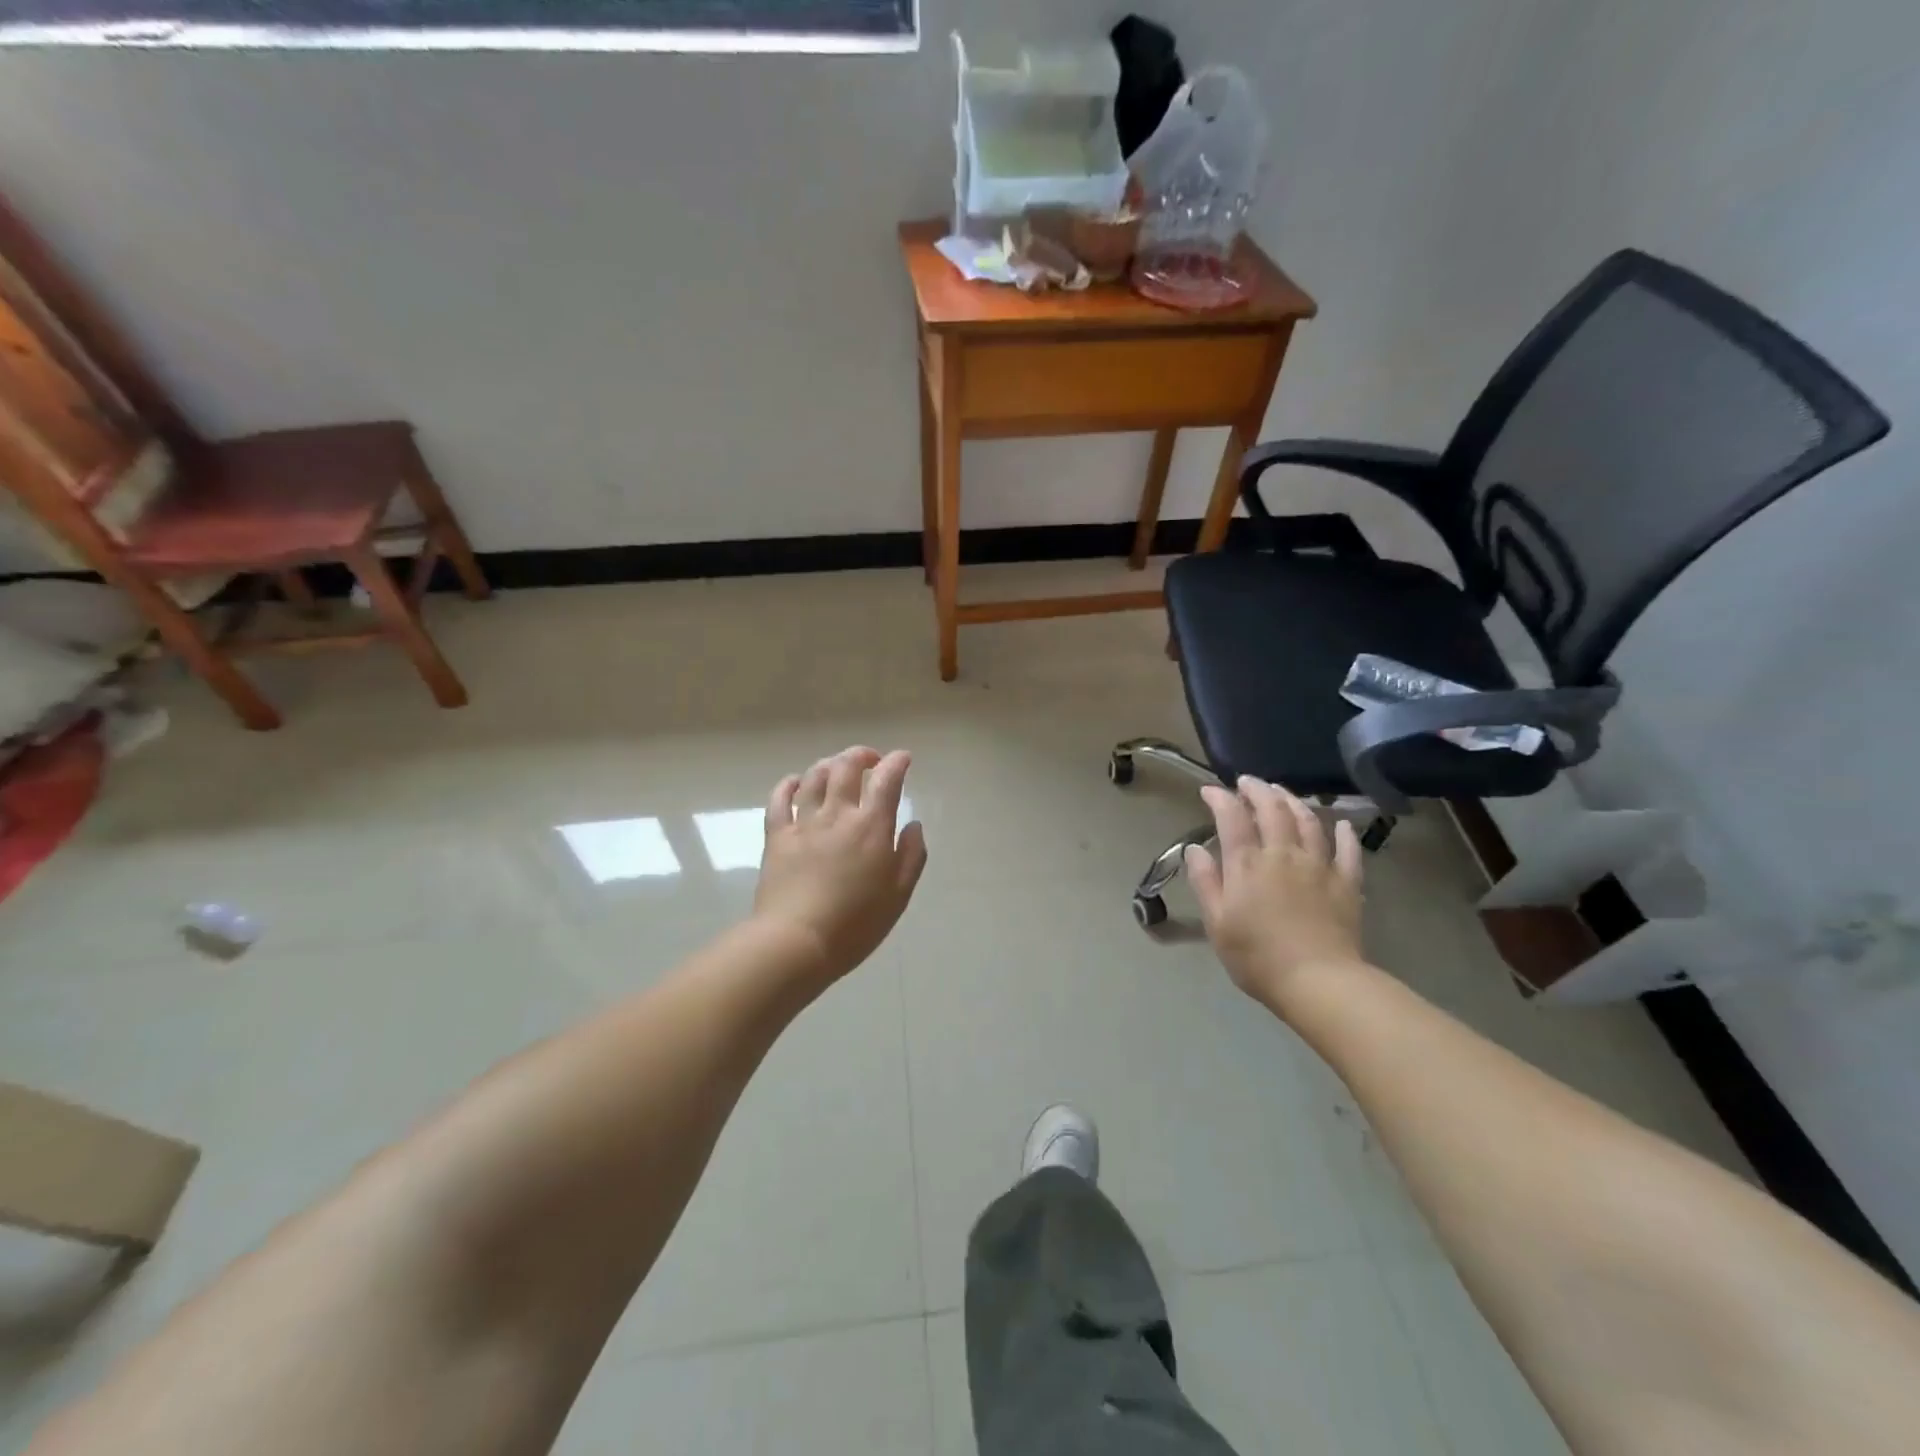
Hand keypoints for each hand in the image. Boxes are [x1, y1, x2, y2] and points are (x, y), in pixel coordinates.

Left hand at [754, 746, 928, 981]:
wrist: (796, 941)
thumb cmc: (855, 924)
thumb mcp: (899, 895)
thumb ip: (911, 856)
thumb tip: (913, 825)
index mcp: (871, 827)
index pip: (887, 780)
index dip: (896, 762)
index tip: (903, 758)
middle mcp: (838, 814)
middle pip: (846, 767)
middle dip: (861, 755)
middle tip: (870, 760)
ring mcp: (804, 823)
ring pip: (814, 777)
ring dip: (829, 764)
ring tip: (837, 768)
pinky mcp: (777, 836)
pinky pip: (779, 799)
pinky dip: (789, 784)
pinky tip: (795, 782)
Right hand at [1185, 776, 1366, 1012]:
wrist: (1319, 982)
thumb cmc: (1257, 957)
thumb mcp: (1218, 922)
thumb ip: (1206, 882)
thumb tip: (1195, 848)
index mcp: (1248, 864)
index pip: (1232, 818)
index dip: (1220, 798)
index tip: (1209, 790)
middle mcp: (1283, 854)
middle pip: (1273, 810)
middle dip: (1258, 790)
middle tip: (1247, 782)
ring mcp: (1319, 866)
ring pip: (1308, 821)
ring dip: (1293, 801)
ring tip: (1282, 793)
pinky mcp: (1346, 883)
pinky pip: (1347, 850)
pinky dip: (1343, 834)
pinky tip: (1340, 825)